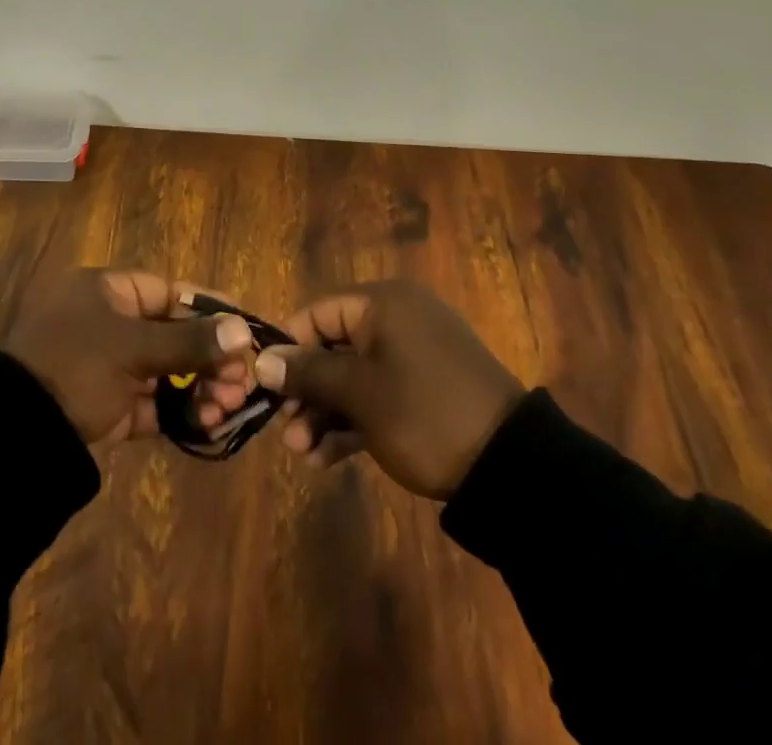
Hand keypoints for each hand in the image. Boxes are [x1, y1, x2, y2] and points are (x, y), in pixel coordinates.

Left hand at [4, 269, 256, 444]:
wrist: (17, 434)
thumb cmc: (76, 366)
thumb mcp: (133, 348)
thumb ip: (189, 341)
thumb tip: (243, 330)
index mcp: (107, 292)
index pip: (169, 292)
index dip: (208, 309)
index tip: (245, 327)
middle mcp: (108, 323)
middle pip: (171, 334)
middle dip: (210, 357)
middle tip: (241, 381)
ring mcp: (107, 366)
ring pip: (165, 371)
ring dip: (199, 387)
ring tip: (228, 406)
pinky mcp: (107, 406)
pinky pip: (152, 403)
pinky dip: (179, 412)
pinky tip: (210, 424)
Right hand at [254, 279, 524, 498]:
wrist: (510, 466)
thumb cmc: (424, 413)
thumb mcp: (360, 394)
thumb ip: (308, 373)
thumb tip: (261, 360)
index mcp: (383, 304)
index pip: (317, 313)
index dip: (289, 349)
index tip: (266, 387)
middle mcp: (397, 320)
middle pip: (333, 347)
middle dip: (306, 392)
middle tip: (287, 433)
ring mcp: (413, 356)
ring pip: (353, 376)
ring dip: (325, 412)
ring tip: (305, 454)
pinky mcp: (426, 389)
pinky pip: (377, 394)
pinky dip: (353, 420)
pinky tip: (328, 457)